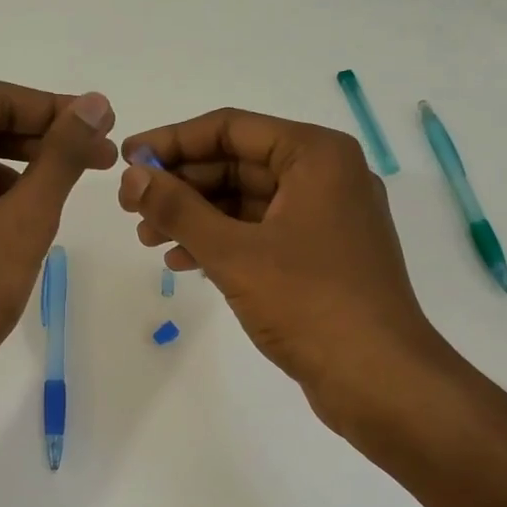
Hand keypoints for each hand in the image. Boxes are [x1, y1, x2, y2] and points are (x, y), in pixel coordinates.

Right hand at [118, 108, 460, 431]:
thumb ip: (178, 210)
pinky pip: (262, 233)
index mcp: (316, 155)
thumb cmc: (309, 303)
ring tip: (148, 239)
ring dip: (196, 217)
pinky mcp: (322, 256)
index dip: (173, 141)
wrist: (379, 378)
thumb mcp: (234, 253)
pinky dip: (223, 242)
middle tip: (132, 206)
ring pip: (247, 201)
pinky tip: (183, 262)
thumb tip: (132, 177)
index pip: (231, 128)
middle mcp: (326, 176)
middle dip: (182, 185)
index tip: (128, 159)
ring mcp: (326, 219)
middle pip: (238, 162)